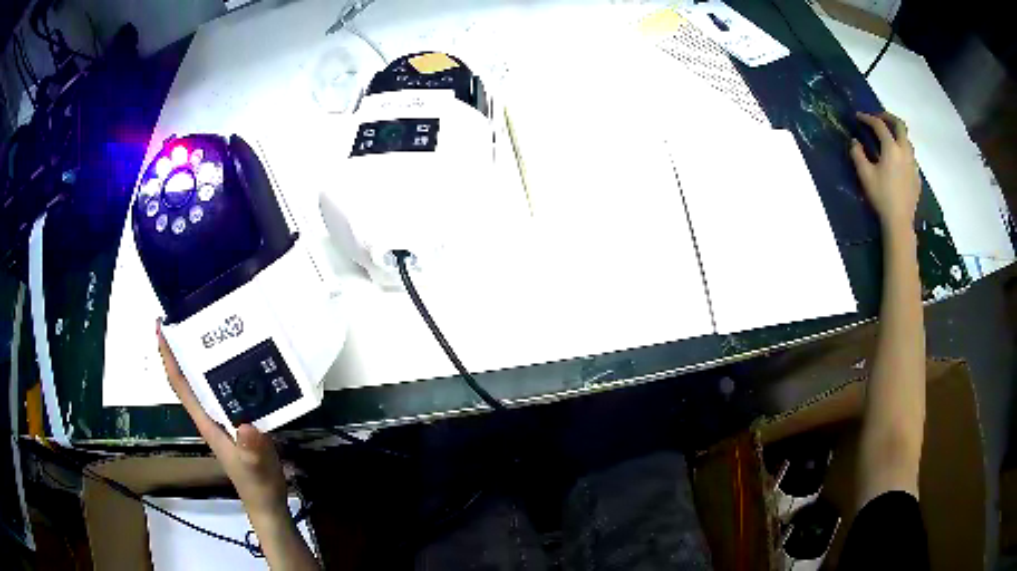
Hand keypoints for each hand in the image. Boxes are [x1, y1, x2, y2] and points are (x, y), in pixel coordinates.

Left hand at [156, 320, 288, 523]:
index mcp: (206, 421)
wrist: (268, 501)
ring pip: (209, 380)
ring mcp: (225, 417)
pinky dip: (231, 371)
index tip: (161, 327)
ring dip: (207, 356)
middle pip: (191, 376)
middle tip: (192, 313)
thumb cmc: (257, 484)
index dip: (168, 357)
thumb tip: (245, 424)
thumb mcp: (255, 467)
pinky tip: (246, 360)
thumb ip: (251, 448)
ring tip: (217, 328)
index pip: (181, 384)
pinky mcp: (240, 419)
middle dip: (184, 346)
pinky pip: (230, 389)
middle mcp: (210, 414)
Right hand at [850, 111, 920, 233]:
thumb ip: (858, 154)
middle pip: (899, 125)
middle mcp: (905, 151)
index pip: (879, 125)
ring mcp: (913, 164)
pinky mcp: (917, 176)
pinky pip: (911, 156)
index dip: (867, 118)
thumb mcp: (865, 175)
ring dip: (897, 134)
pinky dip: (903, 151)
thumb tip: (855, 142)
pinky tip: (897, 161)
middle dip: (888, 117)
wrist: (900, 222)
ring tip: (889, 139)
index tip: (858, 117)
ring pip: (907, 140)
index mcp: (892, 148)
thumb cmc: (881, 197)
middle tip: (879, 119)